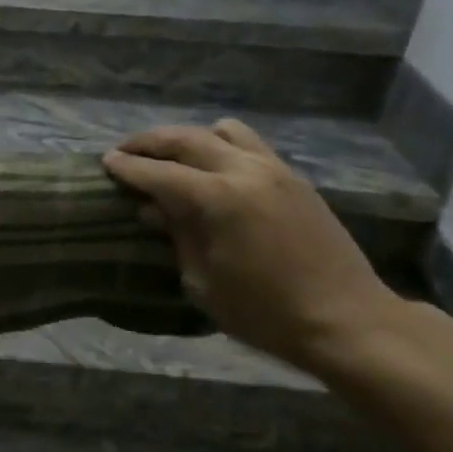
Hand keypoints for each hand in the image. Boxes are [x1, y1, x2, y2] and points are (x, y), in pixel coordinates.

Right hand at [104, 121, 403, 372]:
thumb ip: (177, 236)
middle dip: (150, 142)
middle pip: (186, 139)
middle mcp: (244, 171)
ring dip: (190, 138)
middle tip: (126, 150)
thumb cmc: (264, 313)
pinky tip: (214, 171)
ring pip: (223, 131)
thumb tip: (153, 209)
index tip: (106, 161)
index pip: (158, 173)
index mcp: (217, 199)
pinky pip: (250, 145)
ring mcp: (274, 169)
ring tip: (173, 158)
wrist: (346, 320)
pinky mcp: (294, 178)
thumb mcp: (203, 282)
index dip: (128, 167)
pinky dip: (223, 147)